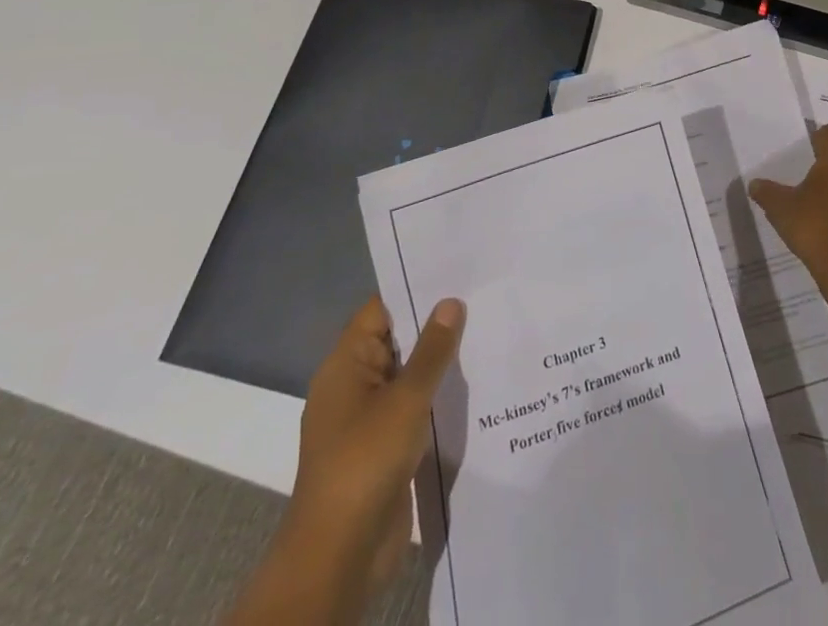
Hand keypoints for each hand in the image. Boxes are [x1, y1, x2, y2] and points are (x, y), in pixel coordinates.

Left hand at [228, 295, 465, 623]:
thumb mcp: (405, 399)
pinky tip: (474, 387)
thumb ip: (432, 350)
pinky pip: (413, 409)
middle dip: (435, 323)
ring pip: (408, 376)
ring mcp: (367, 420)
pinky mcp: (383, 449)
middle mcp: (353, 386)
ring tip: (488, 334)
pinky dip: (437, 398)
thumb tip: (450, 302)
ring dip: (440, 364)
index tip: (456, 271)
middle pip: (397, 340)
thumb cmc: (364, 462)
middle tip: (483, 297)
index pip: (380, 309)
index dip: (414, 288)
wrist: (339, 555)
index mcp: (345, 365)